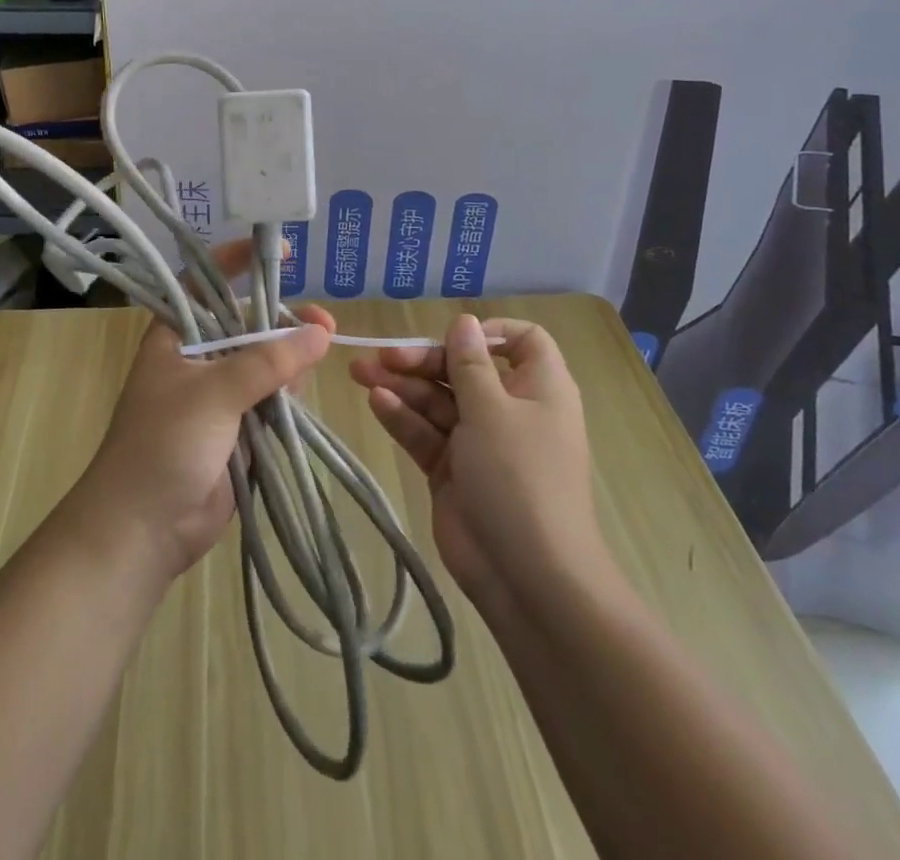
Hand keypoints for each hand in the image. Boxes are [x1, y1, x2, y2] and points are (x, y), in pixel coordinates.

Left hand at [75, 239, 335, 580]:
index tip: (279, 253)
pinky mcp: (238, 428)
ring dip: (292, 359)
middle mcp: (198, 358)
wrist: (143, 530)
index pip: (205, 283)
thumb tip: (320, 331)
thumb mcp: (213, 394)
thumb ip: (267, 362)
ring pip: (265, 363)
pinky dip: (289, 394)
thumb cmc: (163, 445)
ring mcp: (219, 395)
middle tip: (324, 324)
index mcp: (176, 337)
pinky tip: (304, 392)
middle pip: (247, 324)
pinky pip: (271, 399)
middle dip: (283, 321)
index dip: (237, 261)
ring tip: (320, 355)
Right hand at [351, 315, 612, 608]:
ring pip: (438, 400)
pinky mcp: (453, 470)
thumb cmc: (519, 478)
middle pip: (463, 369)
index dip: (488, 333)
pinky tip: (376, 403)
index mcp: (538, 388)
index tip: (452, 336)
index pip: (521, 342)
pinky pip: (426, 433)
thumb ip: (469, 364)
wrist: (528, 578)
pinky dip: (403, 417)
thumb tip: (464, 322)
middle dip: (423, 360)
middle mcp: (509, 409)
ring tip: (361, 373)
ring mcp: (479, 442)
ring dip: (402, 385)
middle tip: (382, 356)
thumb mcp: (493, 410)